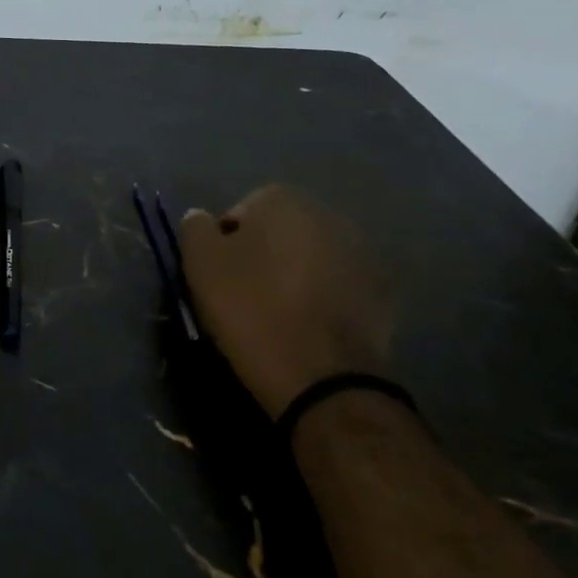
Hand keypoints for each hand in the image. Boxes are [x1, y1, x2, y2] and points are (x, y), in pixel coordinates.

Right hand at [178, 185, 390, 419]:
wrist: (322, 376)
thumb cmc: (251, 310)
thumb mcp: (201, 265)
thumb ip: (195, 228)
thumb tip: (200, 219)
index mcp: (282, 200)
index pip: (238, 214)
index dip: (223, 248)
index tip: (218, 280)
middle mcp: (328, 214)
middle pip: (279, 233)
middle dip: (263, 257)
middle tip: (245, 297)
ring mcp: (362, 252)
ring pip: (311, 259)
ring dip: (295, 277)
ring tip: (278, 316)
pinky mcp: (383, 292)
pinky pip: (338, 288)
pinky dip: (324, 300)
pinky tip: (309, 328)